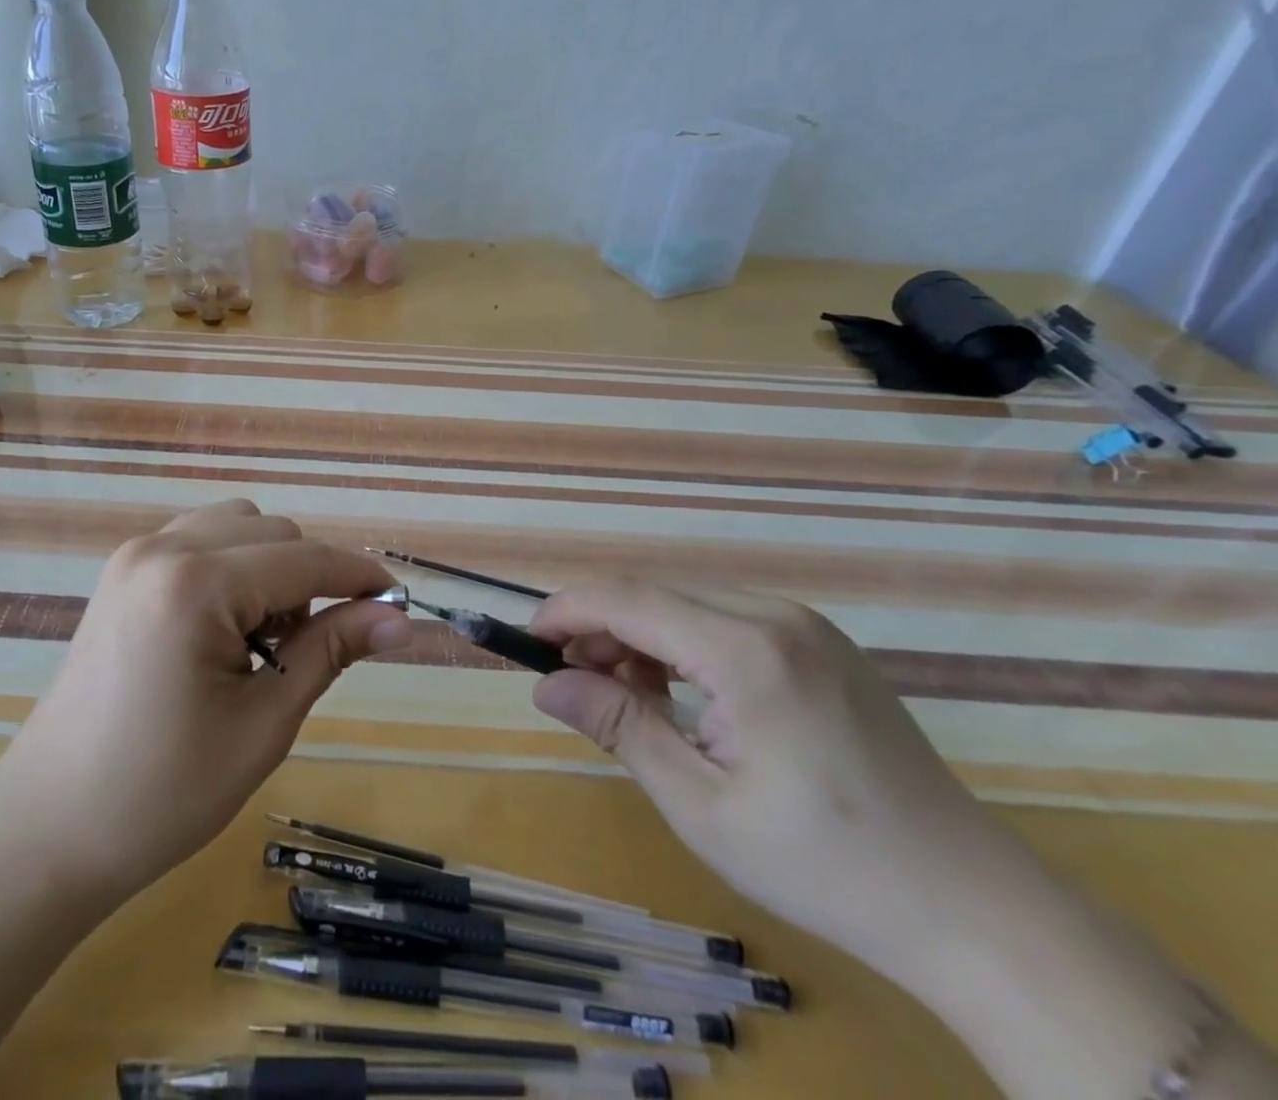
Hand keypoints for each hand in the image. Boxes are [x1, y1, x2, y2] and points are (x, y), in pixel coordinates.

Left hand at [0, 500, 411, 901]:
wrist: (47, 828)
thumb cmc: (162, 793)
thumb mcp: (263, 723)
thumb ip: (331, 650)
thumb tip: (399, 619)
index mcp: (195, 583)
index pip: (304, 559)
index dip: (358, 577)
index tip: (398, 603)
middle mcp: (162, 548)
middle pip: (273, 531)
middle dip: (308, 579)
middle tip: (302, 653)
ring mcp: (134, 554)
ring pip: (236, 527)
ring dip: (268, 568)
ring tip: (259, 642)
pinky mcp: (121, 572)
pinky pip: (198, 540)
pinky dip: (230, 567)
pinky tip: (222, 629)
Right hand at [529, 582, 1031, 983]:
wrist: (972, 906)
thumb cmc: (825, 866)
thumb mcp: (701, 805)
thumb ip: (619, 727)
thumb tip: (547, 684)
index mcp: (747, 651)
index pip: (628, 598)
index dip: (567, 611)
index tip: (527, 642)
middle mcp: (774, 615)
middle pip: (653, 591)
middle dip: (599, 626)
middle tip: (571, 682)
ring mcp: (804, 625)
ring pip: (685, 600)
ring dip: (638, 635)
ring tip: (621, 694)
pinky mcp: (818, 642)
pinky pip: (723, 617)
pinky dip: (680, 642)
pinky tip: (679, 692)